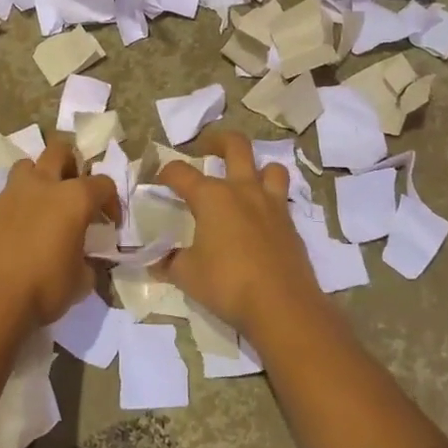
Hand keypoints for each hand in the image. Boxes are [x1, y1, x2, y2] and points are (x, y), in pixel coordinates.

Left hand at [0, 137, 118, 327]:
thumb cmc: (44, 288)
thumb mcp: (80, 282)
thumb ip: (86, 263)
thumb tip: (83, 262)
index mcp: (73, 199)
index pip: (103, 184)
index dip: (111, 202)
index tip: (110, 223)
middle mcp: (42, 186)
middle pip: (59, 151)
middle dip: (70, 165)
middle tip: (73, 191)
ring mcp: (10, 194)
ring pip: (26, 166)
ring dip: (37, 178)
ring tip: (41, 205)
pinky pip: (4, 199)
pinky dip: (14, 209)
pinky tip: (15, 234)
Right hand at [157, 132, 323, 337]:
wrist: (282, 306)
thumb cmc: (228, 284)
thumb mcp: (187, 275)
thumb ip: (169, 262)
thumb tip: (157, 260)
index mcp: (212, 197)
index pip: (181, 173)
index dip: (165, 173)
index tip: (157, 180)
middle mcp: (243, 191)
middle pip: (235, 146)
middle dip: (217, 140)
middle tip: (206, 149)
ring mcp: (271, 205)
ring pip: (270, 167)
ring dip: (256, 168)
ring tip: (244, 180)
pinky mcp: (290, 224)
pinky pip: (281, 198)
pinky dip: (269, 200)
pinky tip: (259, 219)